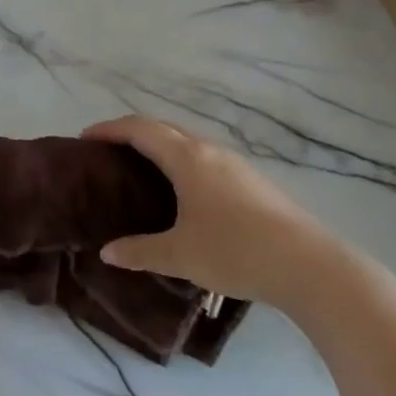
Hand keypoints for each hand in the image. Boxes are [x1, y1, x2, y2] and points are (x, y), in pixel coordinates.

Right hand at [84, 116, 341, 310]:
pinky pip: (205, 160)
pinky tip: (183, 194)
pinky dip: (182, 163)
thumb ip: (140, 251)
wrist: (310, 265)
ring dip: (160, 148)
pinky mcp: (253, 183)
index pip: (140, 130)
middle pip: (164, 129)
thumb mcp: (180, 255)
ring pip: (188, 144)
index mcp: (188, 158)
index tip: (85, 138)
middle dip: (132, 134)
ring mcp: (236, 165)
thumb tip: (107, 253)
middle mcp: (210, 152)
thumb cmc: (236, 251)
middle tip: (108, 154)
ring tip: (141, 172)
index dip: (109, 129)